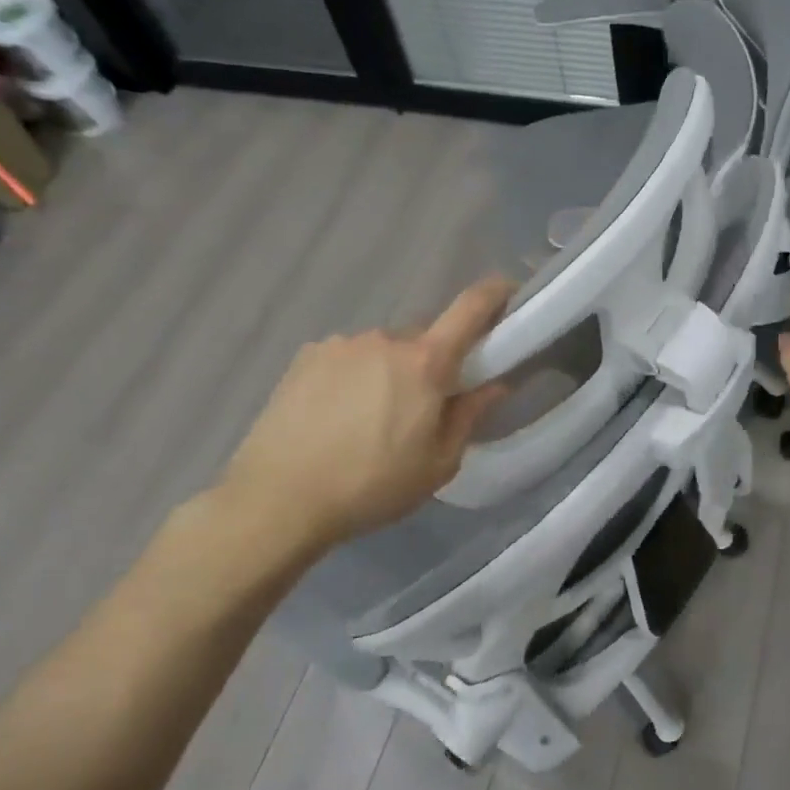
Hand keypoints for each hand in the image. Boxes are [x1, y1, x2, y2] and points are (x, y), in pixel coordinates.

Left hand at [213, 276, 515, 562]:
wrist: (279, 498)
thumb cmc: (373, 485)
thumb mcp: (438, 464)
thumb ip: (470, 416)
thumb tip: (496, 385)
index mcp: (426, 362)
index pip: (470, 308)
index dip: (496, 293)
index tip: (510, 291)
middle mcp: (385, 339)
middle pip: (425, 337)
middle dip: (434, 362)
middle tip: (426, 405)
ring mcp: (341, 344)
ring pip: (384, 349)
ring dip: (391, 371)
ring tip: (373, 419)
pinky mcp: (307, 356)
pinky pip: (349, 357)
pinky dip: (356, 376)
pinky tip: (339, 415)